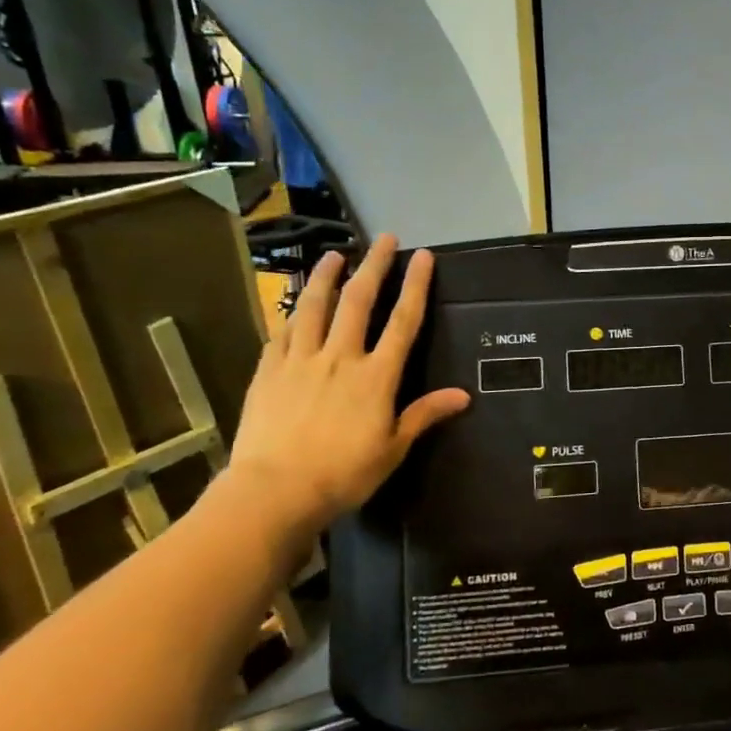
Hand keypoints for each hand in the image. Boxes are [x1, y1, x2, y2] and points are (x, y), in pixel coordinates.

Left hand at [230, 235, 468, 530]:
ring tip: (334, 255)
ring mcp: (299, 361)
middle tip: (384, 239)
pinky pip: (281, 334)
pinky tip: (294, 306)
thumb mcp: (392, 449)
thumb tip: (463, 396)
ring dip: (326, 277)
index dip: (415, 286)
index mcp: (376, 376)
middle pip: (359, 302)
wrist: (273, 491)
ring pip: (314, 308)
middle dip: (375, 266)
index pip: (402, 322)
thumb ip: (423, 415)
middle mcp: (340, 358)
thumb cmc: (342, 474)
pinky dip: (291, 315)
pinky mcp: (267, 372)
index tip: (423, 257)